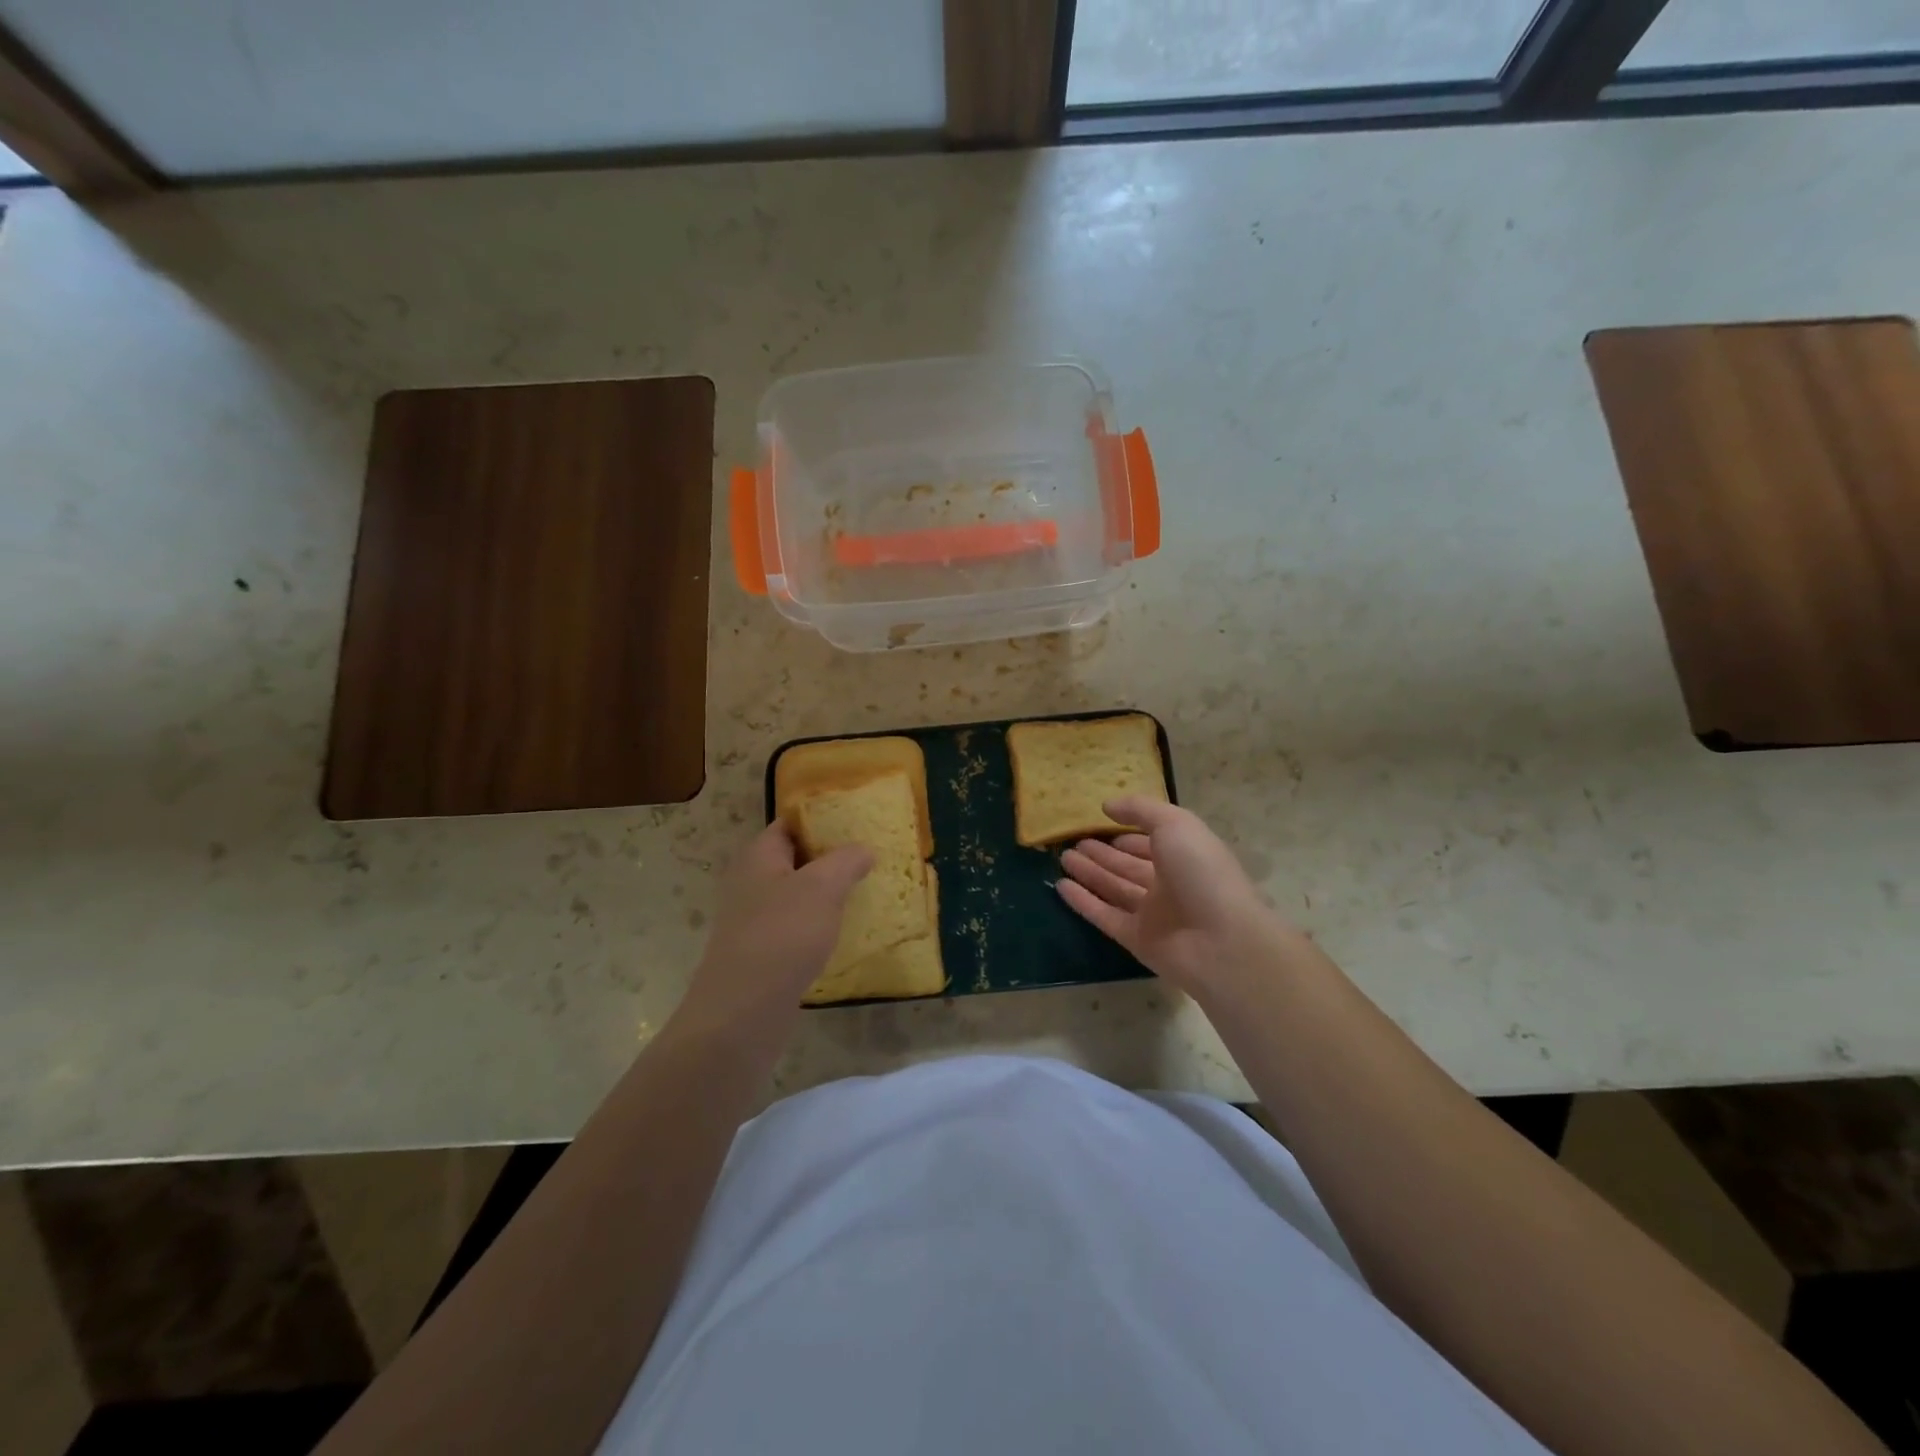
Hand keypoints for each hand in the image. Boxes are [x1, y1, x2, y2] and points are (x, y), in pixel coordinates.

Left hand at [679, 821, 871, 1035]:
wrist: (743, 1011)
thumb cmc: (783, 935)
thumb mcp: (822, 887)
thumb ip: (846, 861)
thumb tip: (863, 850)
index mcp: (758, 856)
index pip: (790, 823)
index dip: (822, 818)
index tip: (858, 821)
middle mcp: (751, 882)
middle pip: (795, 858)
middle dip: (830, 856)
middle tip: (870, 855)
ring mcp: (754, 919)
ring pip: (797, 894)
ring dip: (827, 892)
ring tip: (865, 890)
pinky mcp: (763, 951)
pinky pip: (796, 925)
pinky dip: (819, 923)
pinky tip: (845, 931)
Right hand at [1057, 797, 1298, 996]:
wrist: (1221, 941)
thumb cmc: (1202, 872)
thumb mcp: (1175, 824)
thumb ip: (1141, 810)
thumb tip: (1107, 806)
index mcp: (1185, 855)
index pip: (1151, 842)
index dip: (1128, 835)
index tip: (1099, 824)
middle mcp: (1170, 884)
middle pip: (1128, 866)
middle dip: (1103, 854)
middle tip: (1072, 842)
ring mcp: (1153, 914)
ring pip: (1114, 889)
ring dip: (1089, 873)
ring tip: (1062, 858)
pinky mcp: (1136, 939)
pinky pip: (1104, 916)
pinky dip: (1083, 902)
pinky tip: (1060, 886)